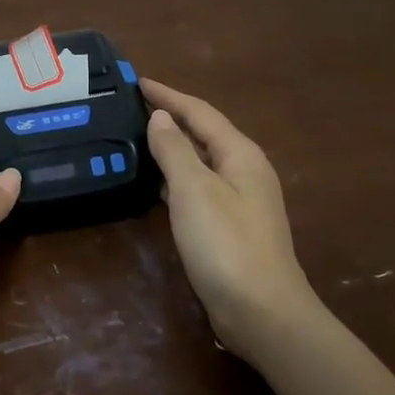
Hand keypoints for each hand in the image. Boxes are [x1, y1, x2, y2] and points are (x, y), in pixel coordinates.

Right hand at [142, 79, 318, 363]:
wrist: (262, 313)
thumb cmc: (226, 244)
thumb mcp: (194, 190)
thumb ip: (174, 149)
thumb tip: (160, 116)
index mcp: (240, 154)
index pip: (199, 112)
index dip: (168, 95)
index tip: (137, 82)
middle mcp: (244, 170)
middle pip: (203, 133)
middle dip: (170, 117)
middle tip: (132, 107)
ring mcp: (240, 200)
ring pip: (201, 161)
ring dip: (172, 146)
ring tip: (137, 138)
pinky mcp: (231, 226)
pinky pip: (199, 187)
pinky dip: (176, 177)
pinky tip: (155, 184)